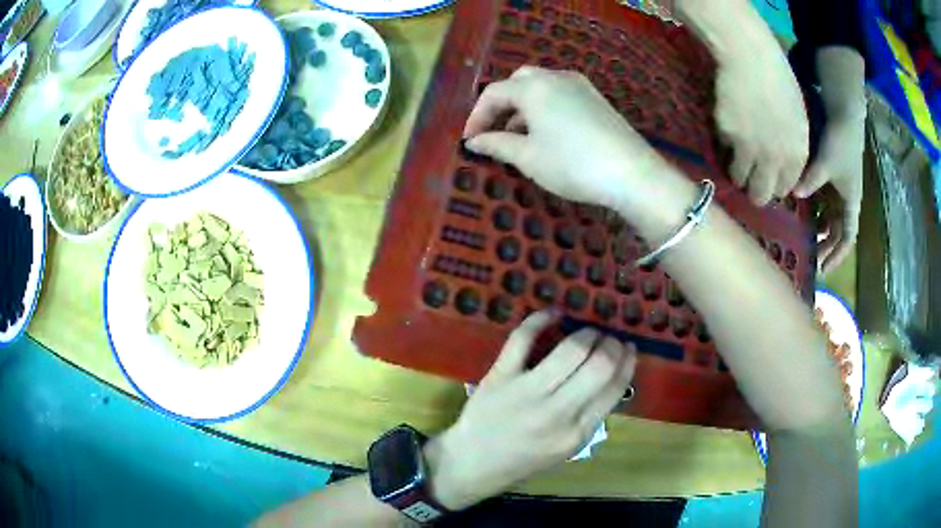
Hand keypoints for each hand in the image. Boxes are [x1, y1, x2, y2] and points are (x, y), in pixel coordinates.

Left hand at [425, 311, 636, 510]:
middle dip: (612, 344)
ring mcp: (526, 392)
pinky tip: (554, 314)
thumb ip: (591, 415)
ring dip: (587, 332)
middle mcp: (556, 412)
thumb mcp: (568, 448)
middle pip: (599, 365)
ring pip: (570, 349)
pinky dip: (541, 319)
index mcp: (577, 433)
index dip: (627, 362)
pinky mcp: (500, 376)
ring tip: (589, 331)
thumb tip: (613, 374)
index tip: (629, 349)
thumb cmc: (525, 458)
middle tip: (609, 339)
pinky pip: (523, 338)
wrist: (475, 462)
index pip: (615, 388)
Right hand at [463, 66, 669, 211]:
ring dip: (523, 107)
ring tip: (518, 137)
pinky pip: (561, 94)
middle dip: (501, 105)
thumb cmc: (572, 164)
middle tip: (493, 131)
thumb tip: (475, 142)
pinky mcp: (597, 98)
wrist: (632, 173)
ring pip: (541, 87)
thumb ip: (497, 145)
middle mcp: (555, 77)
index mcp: (533, 86)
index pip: (493, 93)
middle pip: (518, 82)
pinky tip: (548, 134)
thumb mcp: (528, 157)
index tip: (470, 141)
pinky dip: (545, 108)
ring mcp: (580, 85)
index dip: (477, 117)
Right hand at [713, 46, 809, 205]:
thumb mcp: (798, 117)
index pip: (785, 188)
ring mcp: (750, 149)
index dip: (777, 187)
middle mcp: (775, 159)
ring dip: (738, 174)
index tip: (771, 182)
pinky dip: (727, 143)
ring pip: (739, 179)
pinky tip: (730, 126)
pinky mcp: (728, 135)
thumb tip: (784, 164)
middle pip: (761, 194)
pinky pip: (726, 148)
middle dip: (756, 193)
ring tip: (735, 161)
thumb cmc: (780, 79)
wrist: (751, 56)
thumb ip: (794, 146)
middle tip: (750, 184)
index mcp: (796, 154)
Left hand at [793, 117, 863, 273]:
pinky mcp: (833, 176)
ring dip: (819, 229)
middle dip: (826, 247)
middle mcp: (847, 200)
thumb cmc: (840, 143)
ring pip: (830, 217)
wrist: (844, 115)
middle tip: (808, 258)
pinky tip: (800, 212)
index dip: (837, 256)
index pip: (847, 239)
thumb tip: (792, 193)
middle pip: (837, 232)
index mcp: (851, 203)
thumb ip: (811, 180)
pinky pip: (824, 200)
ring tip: (802, 238)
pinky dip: (815, 209)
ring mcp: (840, 188)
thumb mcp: (826, 164)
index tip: (824, 270)